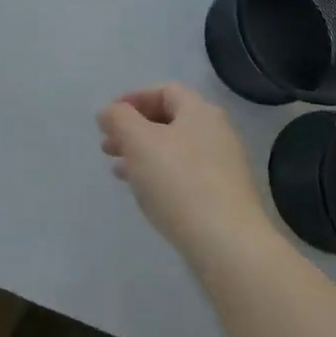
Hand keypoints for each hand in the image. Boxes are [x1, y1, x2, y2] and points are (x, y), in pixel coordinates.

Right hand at [97, 83, 272, 267]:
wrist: (228, 245)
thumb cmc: (179, 182)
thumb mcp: (139, 142)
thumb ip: (119, 119)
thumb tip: (108, 111)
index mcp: (199, 111)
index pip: (164, 91)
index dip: (132, 99)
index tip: (108, 118)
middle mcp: (216, 132)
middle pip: (169, 120)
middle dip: (134, 130)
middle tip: (107, 145)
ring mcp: (223, 167)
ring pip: (174, 150)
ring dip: (143, 154)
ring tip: (118, 170)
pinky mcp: (223, 198)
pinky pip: (184, 176)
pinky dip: (160, 176)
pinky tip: (144, 194)